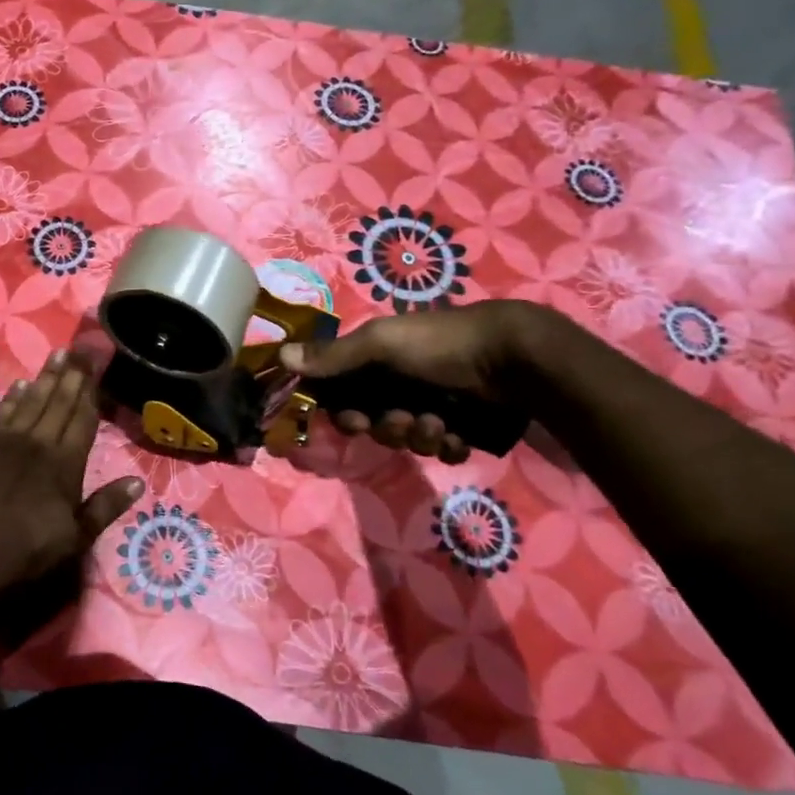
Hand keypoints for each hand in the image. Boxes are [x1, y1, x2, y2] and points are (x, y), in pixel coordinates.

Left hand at [0, 351, 144, 589]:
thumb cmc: (29, 547)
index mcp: (66, 462)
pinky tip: (21, 384)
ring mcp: (9, 440)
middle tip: (79, 349)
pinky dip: (14, 396)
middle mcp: (41, 442)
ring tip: (56, 355)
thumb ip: (106, 506)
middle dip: (72, 375)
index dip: (91, 392)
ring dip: (46, 377)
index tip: (95, 367)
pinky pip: (3, 412)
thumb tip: (137, 482)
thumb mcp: (78, 536)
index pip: (83, 419)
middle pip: (59, 402)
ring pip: (32, 400)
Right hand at [278, 300, 540, 462]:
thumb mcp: (381, 344)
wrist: (513, 359)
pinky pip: (442, 450)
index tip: (355, 420)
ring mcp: (433, 405)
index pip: (345, 395)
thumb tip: (281, 356)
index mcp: (377, 360)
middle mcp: (401, 383)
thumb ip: (334, 356)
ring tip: (441, 422)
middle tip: (406, 417)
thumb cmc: (439, 344)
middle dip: (388, 427)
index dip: (345, 414)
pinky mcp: (463, 427)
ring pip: (409, 440)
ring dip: (420, 436)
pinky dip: (448, 446)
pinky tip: (460, 434)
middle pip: (375, 424)